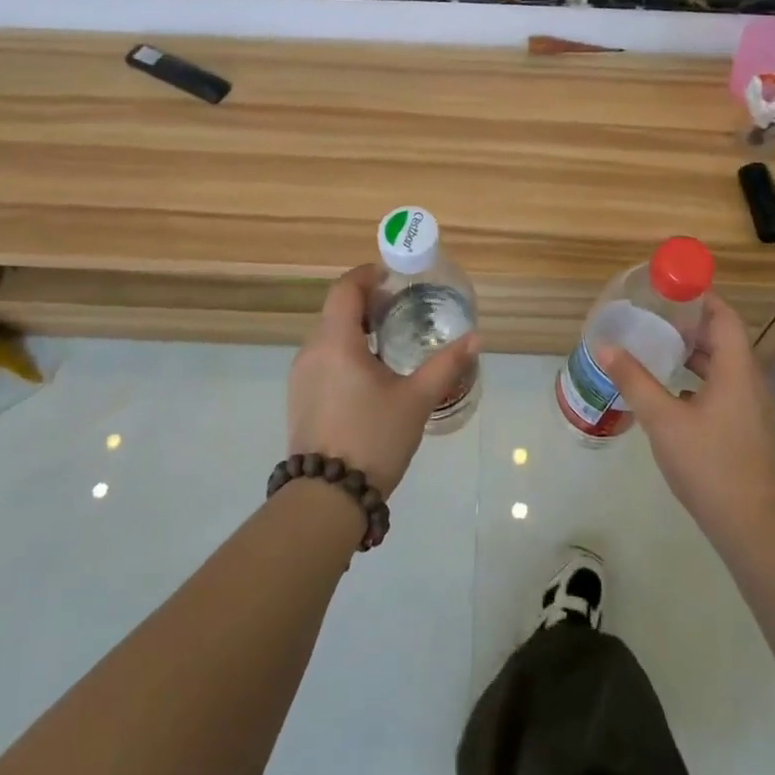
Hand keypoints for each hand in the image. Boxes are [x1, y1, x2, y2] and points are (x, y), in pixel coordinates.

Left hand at [287, 265, 477, 496]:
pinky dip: (344, 351)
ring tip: (389, 341)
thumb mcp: (416, 400)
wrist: (326, 498)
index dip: (367, 276)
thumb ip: (445, 365)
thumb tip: (475, 338)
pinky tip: (369, 374)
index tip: (393, 277)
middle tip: (401, 309)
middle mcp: (311, 351)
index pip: (345, 289)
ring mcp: (300, 375)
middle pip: (336, 310)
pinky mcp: (299, 397)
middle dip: (367, 303)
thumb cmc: (373, 438)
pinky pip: (322, 358)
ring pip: (328, 335)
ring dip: (355, 328)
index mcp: (336, 342)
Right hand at [599, 294, 774, 542]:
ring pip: (721, 365)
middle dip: (689, 323)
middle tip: (653, 315)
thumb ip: (634, 380)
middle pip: (722, 338)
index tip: (669, 287)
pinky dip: (696, 378)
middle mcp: (747, 381)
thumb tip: (604, 346)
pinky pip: (720, 387)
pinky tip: (669, 390)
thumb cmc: (710, 464)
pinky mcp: (743, 428)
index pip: (724, 316)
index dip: (701, 297)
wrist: (752, 525)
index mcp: (736, 369)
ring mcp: (748, 407)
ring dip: (692, 352)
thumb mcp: (663, 420)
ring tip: (656, 346)